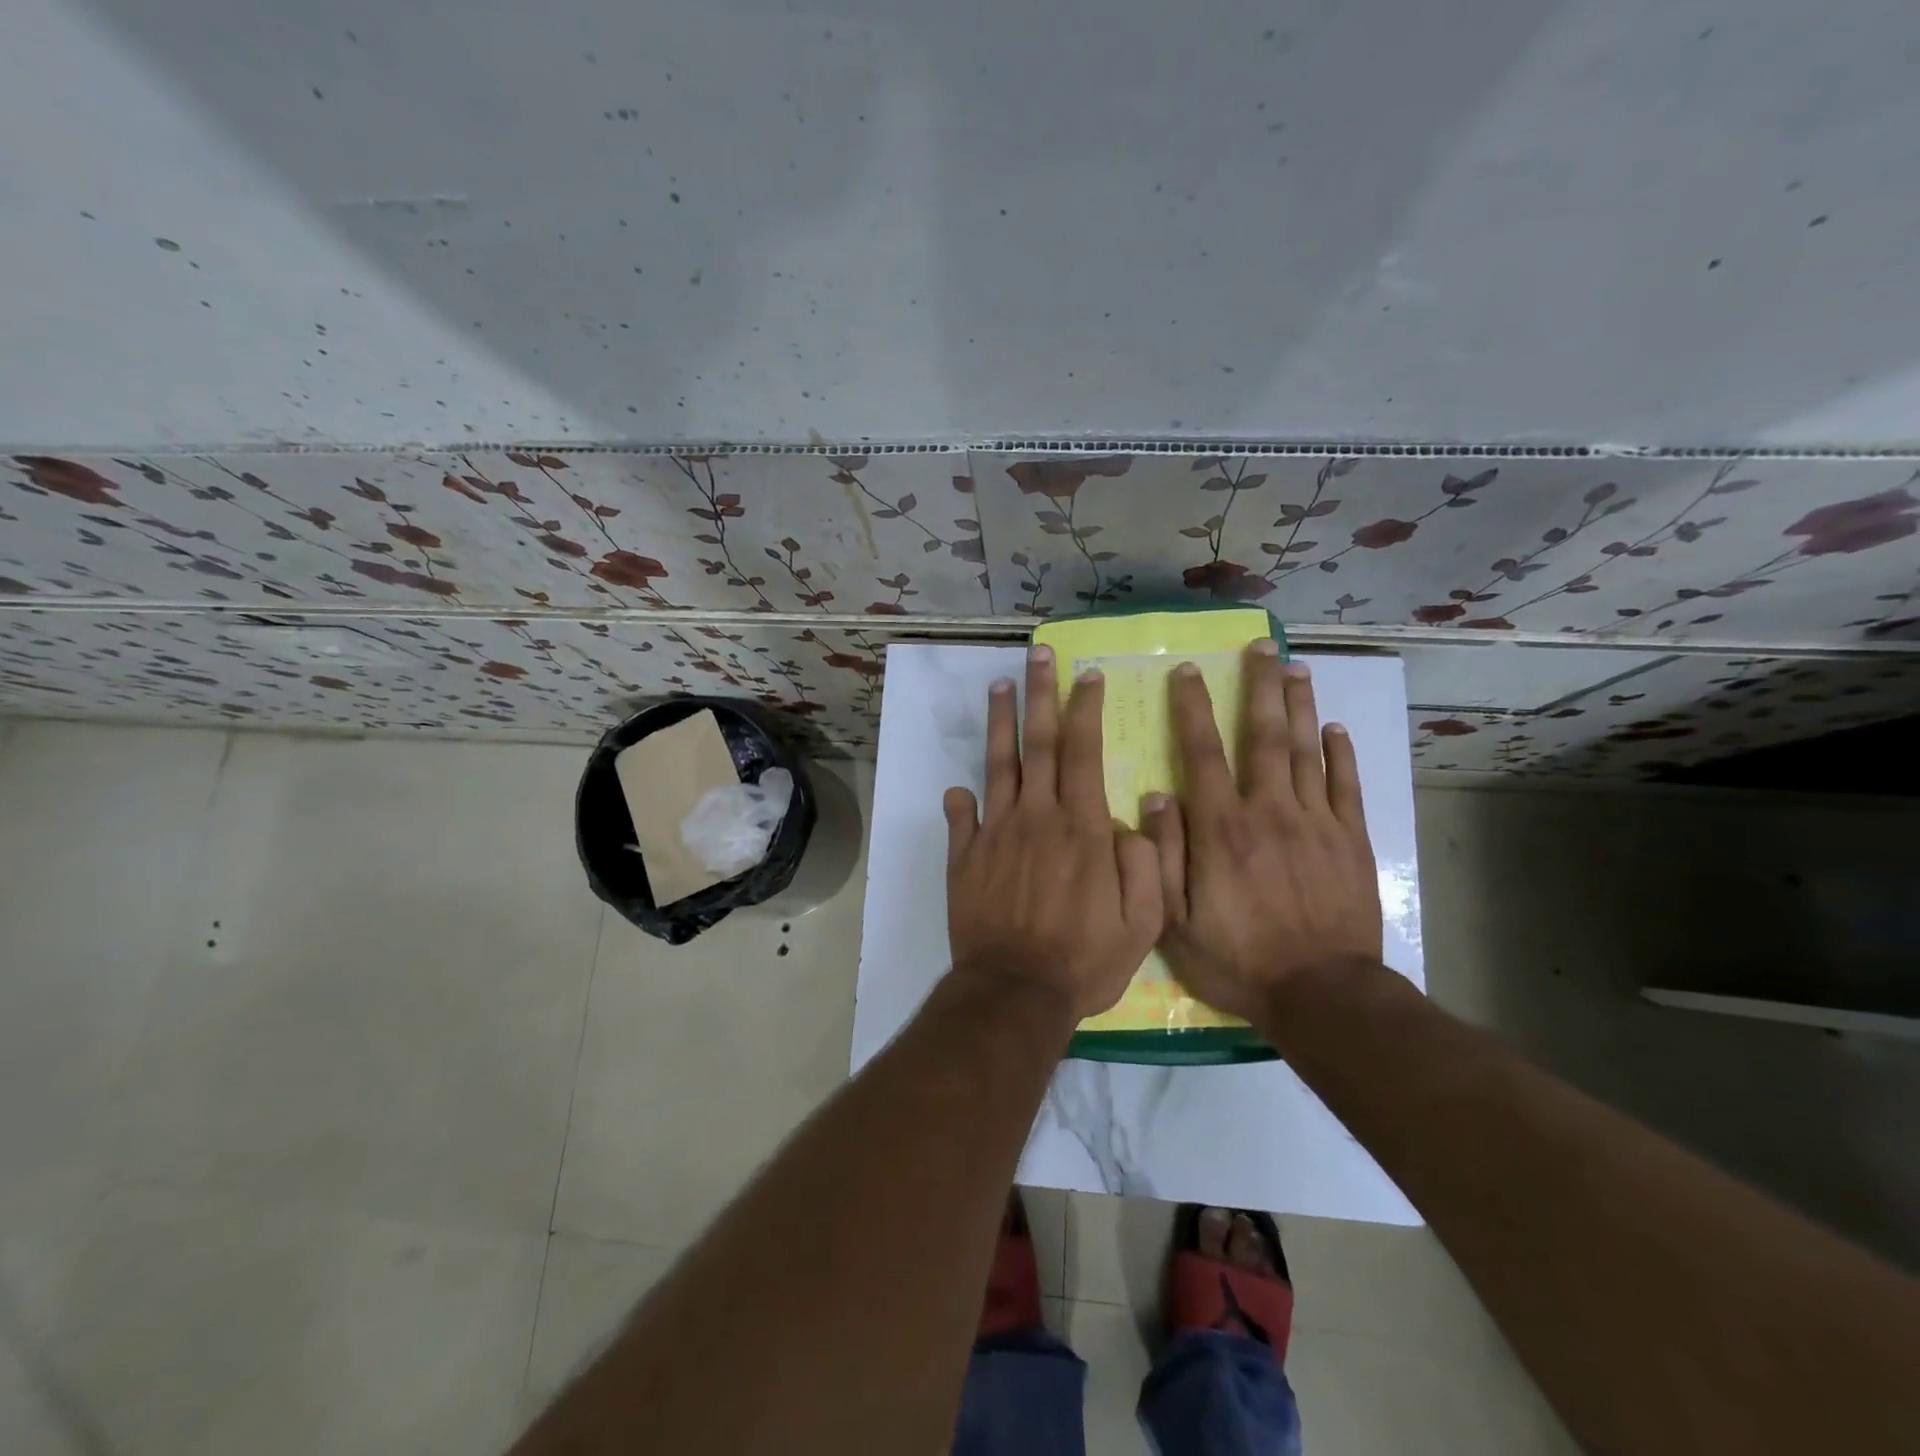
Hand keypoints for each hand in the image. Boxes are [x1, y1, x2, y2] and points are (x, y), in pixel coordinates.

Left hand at [944, 645, 1163, 1022]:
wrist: (1016, 992)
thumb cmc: (1084, 960)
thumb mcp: (1143, 922)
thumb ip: (1146, 862)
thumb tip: (1136, 815)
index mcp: (1082, 827)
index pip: (1084, 752)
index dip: (1085, 709)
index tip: (1087, 676)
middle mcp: (1037, 817)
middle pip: (1038, 743)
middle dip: (1040, 694)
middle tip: (1038, 655)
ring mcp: (995, 833)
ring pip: (998, 765)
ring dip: (1000, 723)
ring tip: (999, 686)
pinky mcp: (964, 857)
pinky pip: (961, 818)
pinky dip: (960, 799)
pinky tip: (959, 785)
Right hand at [1142, 643, 1382, 1021]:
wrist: (1321, 995)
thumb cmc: (1239, 959)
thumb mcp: (1176, 921)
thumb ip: (1162, 856)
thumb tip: (1156, 797)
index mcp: (1222, 828)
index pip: (1203, 754)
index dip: (1193, 709)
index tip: (1188, 671)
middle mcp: (1269, 811)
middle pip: (1263, 737)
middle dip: (1258, 688)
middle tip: (1260, 646)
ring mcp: (1316, 823)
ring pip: (1306, 751)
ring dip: (1299, 706)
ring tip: (1295, 668)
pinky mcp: (1352, 841)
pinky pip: (1348, 787)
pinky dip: (1342, 755)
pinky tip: (1336, 729)